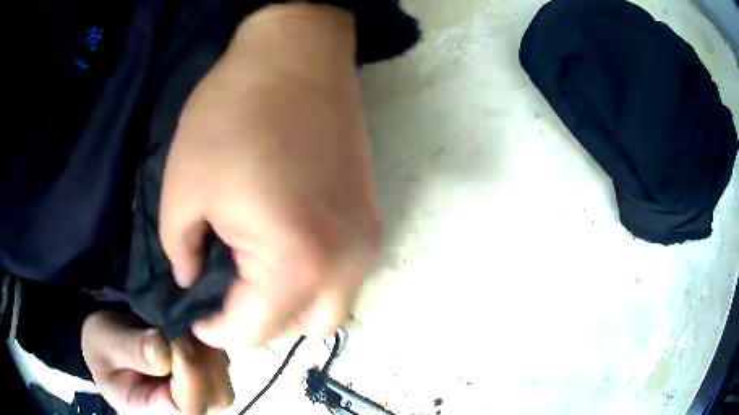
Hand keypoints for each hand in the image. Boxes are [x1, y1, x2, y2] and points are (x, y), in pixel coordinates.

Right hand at [81, 311, 232, 414]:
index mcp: (154, 412)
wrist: (106, 346)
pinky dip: (209, 346)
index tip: (177, 343)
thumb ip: (131, 350)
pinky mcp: (202, 375)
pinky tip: (188, 329)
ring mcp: (195, 393)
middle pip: (216, 396)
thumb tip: (164, 350)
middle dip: (202, 364)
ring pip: (221, 380)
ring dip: (207, 352)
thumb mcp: (104, 344)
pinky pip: (219, 365)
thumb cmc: (102, 348)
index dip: (191, 378)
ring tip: (180, 328)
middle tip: (178, 332)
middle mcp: (182, 410)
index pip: (190, 409)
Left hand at [160, 3, 378, 348]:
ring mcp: (366, 240)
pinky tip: (284, 248)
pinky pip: (341, 275)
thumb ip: (181, 252)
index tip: (195, 319)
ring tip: (254, 277)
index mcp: (296, 260)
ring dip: (290, 306)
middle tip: (225, 296)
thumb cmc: (231, 114)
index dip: (218, 332)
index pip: (255, 330)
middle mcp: (345, 262)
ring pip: (328, 306)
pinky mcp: (370, 217)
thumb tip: (192, 280)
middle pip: (302, 328)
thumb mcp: (182, 188)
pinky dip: (311, 280)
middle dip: (259, 324)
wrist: (296, 56)